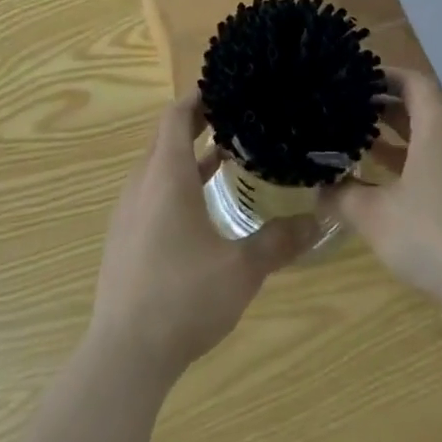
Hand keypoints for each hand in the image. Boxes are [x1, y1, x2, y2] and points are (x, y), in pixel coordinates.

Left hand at [89, 92, 319, 383]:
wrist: (124, 353)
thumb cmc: (183, 298)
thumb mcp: (240, 269)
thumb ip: (278, 242)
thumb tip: (318, 222)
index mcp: (167, 175)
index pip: (176, 115)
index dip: (198, 97)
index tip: (225, 88)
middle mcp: (142, 183)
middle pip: (166, 136)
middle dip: (197, 122)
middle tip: (235, 117)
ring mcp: (128, 210)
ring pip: (157, 165)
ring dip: (186, 155)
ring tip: (224, 156)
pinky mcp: (123, 236)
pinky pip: (150, 191)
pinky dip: (174, 182)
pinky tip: (200, 207)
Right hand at [319, 68, 441, 312]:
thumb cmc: (432, 236)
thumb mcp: (374, 215)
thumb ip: (341, 196)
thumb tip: (318, 188)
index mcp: (436, 130)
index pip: (413, 82)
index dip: (385, 75)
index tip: (355, 78)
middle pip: (420, 108)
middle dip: (384, 105)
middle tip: (348, 107)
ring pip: (427, 139)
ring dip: (395, 136)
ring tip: (358, 140)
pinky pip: (434, 164)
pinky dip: (408, 162)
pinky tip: (382, 183)